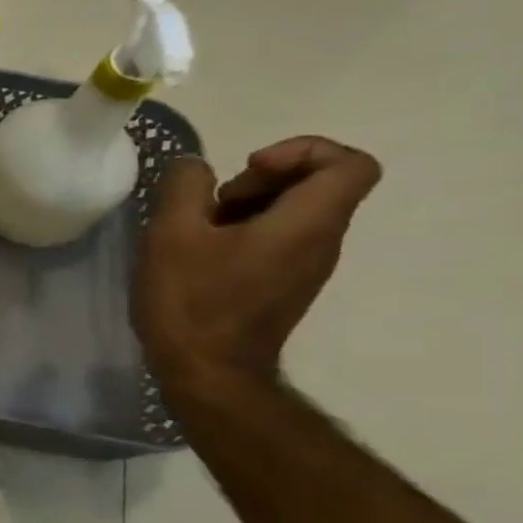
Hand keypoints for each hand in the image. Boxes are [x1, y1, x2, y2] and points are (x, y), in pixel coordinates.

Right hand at [135, 137, 381, 394]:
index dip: (302, 149)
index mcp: (308, 223)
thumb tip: (195, 167)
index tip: (247, 168)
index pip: (350, 163)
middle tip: (212, 202)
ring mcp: (305, 267)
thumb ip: (184, 188)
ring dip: (245, 206)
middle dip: (262, 177)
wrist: (207, 373)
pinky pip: (278, 239)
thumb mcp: (172, 234)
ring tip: (196, 228)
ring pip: (293, 212)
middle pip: (318, 184)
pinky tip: (199, 253)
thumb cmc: (193, 301)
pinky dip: (243, 231)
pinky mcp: (284, 285)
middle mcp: (321, 242)